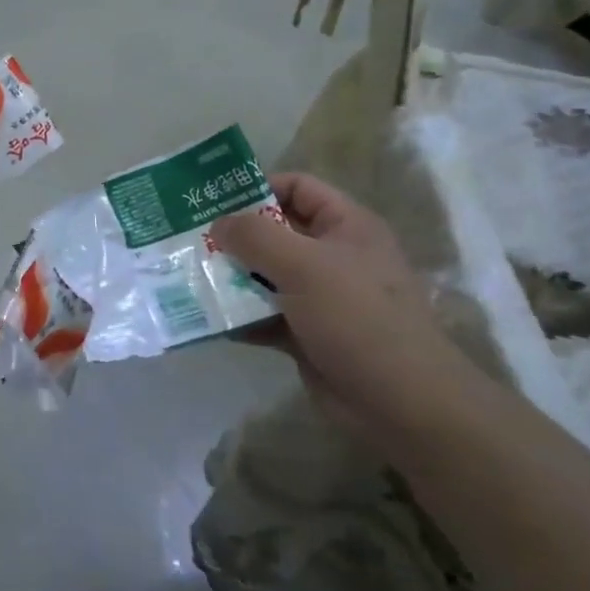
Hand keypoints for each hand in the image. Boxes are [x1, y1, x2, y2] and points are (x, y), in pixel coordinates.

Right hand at [211, 173, 452, 434]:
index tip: (215, 201)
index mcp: (345, 226)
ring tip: (190, 276)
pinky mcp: (307, 334)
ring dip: (231, 278)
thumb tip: (219, 223)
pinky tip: (208, 319)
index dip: (258, 187)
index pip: (298, 188)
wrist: (400, 403)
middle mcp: (333, 256)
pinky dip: (240, 317)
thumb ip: (255, 237)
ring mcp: (320, 297)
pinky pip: (265, 315)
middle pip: (276, 232)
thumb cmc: (357, 317)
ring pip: (267, 276)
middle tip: (191, 240)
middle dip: (235, 236)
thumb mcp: (304, 265)